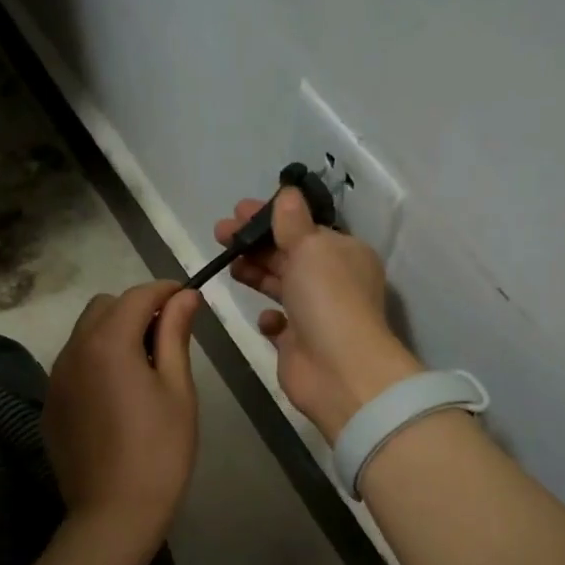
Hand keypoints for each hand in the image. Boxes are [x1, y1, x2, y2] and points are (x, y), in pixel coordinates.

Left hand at [43, 280, 203, 555]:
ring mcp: (56, 379)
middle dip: (136, 309)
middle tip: (169, 337)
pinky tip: (118, 395)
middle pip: (103, 307)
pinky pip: (73, 365)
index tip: (189, 300)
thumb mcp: (178, 389)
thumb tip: (184, 296)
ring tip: (145, 367)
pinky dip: (96, 361)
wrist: (113, 514)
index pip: (137, 295)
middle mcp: (73, 351)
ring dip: (114, 333)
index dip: (165, 291)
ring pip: (84, 334)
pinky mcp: (50, 405)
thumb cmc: (160, 450)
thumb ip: (176, 335)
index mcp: (108, 342)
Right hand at [214, 189, 424, 439]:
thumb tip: (287, 194)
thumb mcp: (311, 247)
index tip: (239, 210)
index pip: (306, 228)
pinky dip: (269, 318)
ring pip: (281, 285)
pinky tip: (264, 317)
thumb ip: (293, 222)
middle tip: (220, 232)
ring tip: (227, 262)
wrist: (339, 370)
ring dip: (255, 272)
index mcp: (344, 254)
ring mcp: (316, 314)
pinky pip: (279, 325)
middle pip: (288, 254)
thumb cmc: (327, 298)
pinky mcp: (299, 344)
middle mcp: (333, 282)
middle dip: (255, 242)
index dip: (272, 218)